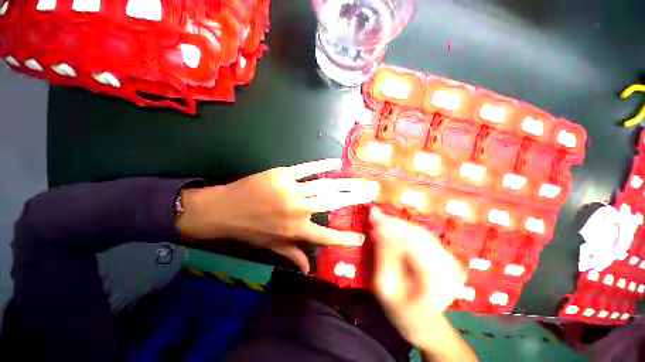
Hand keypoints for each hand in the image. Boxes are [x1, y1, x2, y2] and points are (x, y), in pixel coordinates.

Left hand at [177, 159, 379, 273]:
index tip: (362, 237)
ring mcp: (291, 190)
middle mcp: (297, 210)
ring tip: (360, 181)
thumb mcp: (271, 246)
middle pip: (332, 203)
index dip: (345, 238)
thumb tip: (307, 270)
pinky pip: (306, 169)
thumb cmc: (249, 229)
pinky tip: (335, 163)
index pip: (326, 236)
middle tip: (371, 193)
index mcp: (295, 230)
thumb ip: (292, 255)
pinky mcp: (282, 175)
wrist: (223, 209)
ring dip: (345, 183)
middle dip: (354, 198)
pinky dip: (322, 165)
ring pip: (324, 185)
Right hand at [370, 208, 466, 349]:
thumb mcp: (385, 287)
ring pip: (420, 233)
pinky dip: (405, 229)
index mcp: (436, 282)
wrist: (422, 322)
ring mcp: (448, 261)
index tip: (373, 216)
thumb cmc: (400, 311)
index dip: (391, 228)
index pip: (412, 245)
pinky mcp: (444, 256)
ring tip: (379, 217)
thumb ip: (383, 257)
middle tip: (374, 214)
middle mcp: (448, 268)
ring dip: (398, 224)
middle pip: (418, 235)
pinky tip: (391, 225)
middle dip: (394, 223)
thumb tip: (377, 229)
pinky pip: (422, 236)